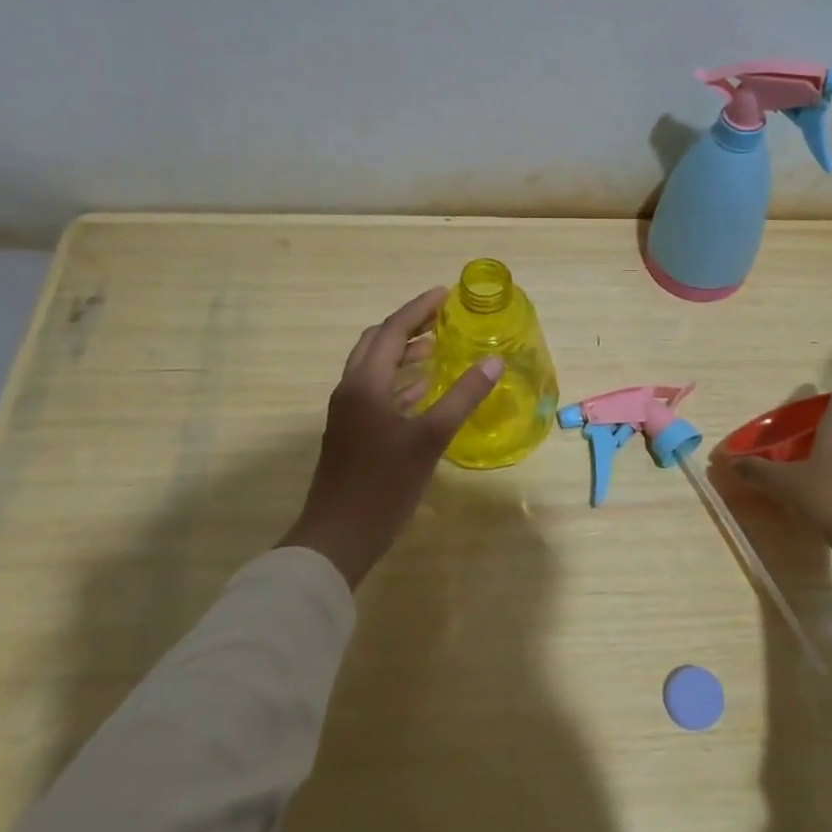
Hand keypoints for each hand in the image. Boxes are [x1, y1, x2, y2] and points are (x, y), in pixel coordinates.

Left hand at [279, 287, 502, 589]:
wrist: (337, 537)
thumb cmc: (383, 485)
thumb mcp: (430, 439)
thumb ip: (462, 397)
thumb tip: (494, 362)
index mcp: (364, 384)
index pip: (392, 331)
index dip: (418, 309)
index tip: (445, 294)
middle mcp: (351, 390)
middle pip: (377, 344)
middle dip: (408, 326)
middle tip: (442, 318)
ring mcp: (348, 413)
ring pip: (375, 369)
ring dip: (403, 354)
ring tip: (437, 348)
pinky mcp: (352, 434)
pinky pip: (376, 393)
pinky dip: (399, 383)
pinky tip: (423, 391)